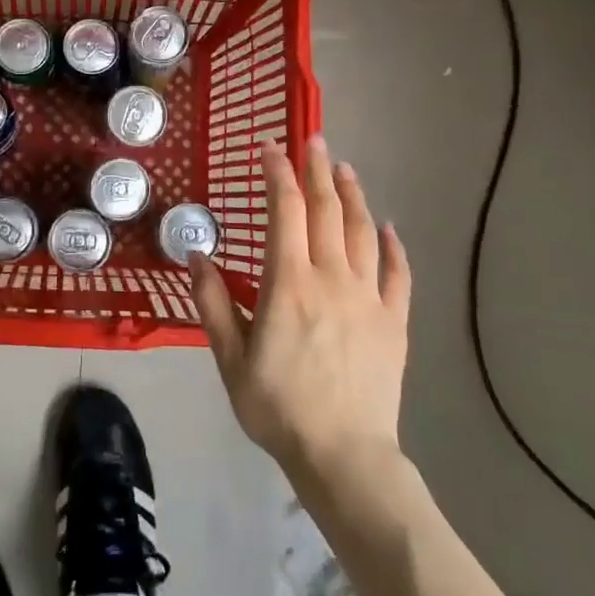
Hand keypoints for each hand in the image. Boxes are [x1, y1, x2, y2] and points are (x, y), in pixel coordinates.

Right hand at [191, 137, 411, 481]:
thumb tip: (196, 255)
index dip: (278, 173)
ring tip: (345, 169)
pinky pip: (398, 274)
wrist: (344, 456)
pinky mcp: (393, 322)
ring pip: (363, 232)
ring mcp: (368, 298)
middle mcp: (331, 278)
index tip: (271, 147)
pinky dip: (394, 246)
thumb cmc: (278, 407)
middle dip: (318, 169)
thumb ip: (214, 303)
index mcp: (289, 283)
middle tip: (314, 139)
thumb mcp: (230, 359)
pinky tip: (388, 227)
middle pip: (327, 210)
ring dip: (353, 195)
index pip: (285, 211)